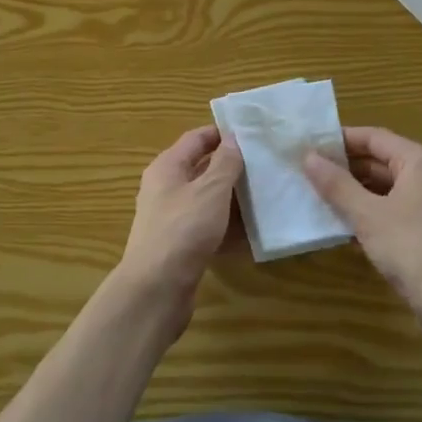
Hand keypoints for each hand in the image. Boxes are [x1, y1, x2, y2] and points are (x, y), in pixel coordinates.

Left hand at [115, 125, 243, 335]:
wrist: (156, 288)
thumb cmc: (184, 229)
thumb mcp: (210, 190)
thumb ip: (225, 163)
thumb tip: (233, 138)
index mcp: (167, 167)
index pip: (196, 139)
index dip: (221, 133)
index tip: (251, 133)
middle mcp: (165, 188)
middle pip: (201, 169)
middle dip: (231, 167)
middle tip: (264, 165)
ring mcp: (171, 218)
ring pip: (206, 200)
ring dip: (232, 198)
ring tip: (265, 195)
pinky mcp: (179, 245)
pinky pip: (207, 227)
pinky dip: (227, 226)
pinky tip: (252, 232)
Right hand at [303, 127, 421, 331]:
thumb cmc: (411, 248)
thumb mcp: (367, 215)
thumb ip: (336, 184)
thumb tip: (308, 156)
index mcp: (418, 161)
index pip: (374, 137)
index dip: (341, 140)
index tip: (310, 146)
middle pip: (380, 160)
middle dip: (346, 167)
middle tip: (310, 173)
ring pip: (386, 186)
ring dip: (355, 191)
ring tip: (320, 197)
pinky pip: (394, 207)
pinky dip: (370, 210)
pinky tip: (344, 225)